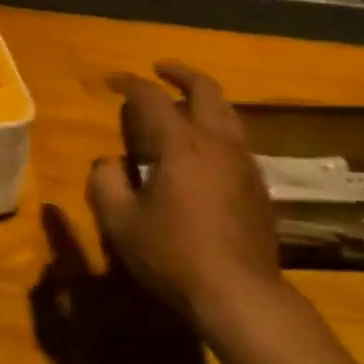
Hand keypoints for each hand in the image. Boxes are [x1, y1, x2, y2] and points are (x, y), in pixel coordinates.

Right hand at [86, 62, 283, 325]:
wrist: (239, 293)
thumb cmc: (174, 256)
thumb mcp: (122, 224)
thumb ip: (106, 184)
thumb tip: (108, 163)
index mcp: (181, 144)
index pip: (151, 98)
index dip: (129, 84)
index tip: (111, 81)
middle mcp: (217, 142)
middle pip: (205, 89)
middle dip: (180, 73)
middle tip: (161, 70)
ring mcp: (243, 161)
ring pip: (227, 112)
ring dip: (203, 99)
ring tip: (183, 106)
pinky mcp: (257, 184)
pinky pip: (236, 139)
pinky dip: (217, 128)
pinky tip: (203, 151)